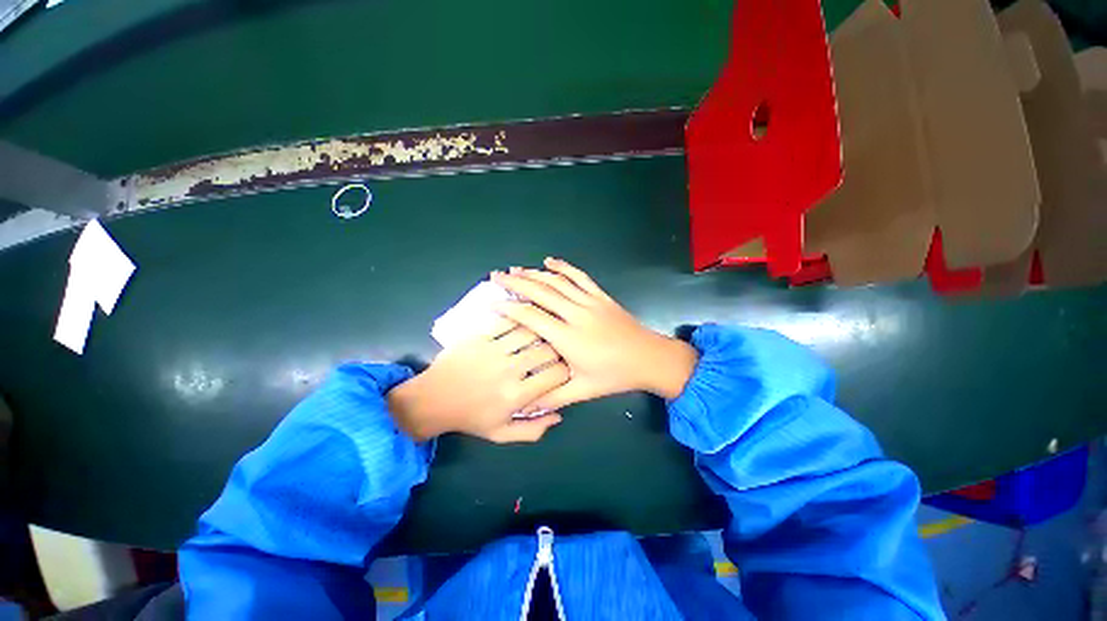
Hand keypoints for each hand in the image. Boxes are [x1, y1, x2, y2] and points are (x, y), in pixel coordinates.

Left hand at [387, 319, 569, 442]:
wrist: (432, 400)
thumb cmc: (470, 417)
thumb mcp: (502, 434)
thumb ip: (533, 430)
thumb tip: (558, 415)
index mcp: (516, 395)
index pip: (556, 375)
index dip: (565, 370)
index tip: (563, 369)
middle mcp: (509, 370)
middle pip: (546, 350)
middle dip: (557, 349)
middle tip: (556, 350)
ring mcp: (493, 350)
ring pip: (529, 332)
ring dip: (541, 331)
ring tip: (544, 333)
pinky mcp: (480, 336)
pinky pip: (507, 322)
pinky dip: (520, 319)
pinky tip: (525, 320)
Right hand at [490, 258, 697, 411]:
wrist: (649, 359)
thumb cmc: (615, 376)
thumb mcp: (583, 391)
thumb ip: (553, 397)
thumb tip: (526, 403)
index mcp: (568, 338)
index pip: (532, 317)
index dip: (510, 308)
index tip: (493, 303)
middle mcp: (576, 314)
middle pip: (541, 292)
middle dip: (516, 283)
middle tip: (496, 276)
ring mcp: (590, 302)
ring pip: (558, 282)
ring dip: (534, 273)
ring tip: (516, 269)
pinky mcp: (601, 296)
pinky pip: (580, 277)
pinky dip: (564, 267)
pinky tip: (550, 261)